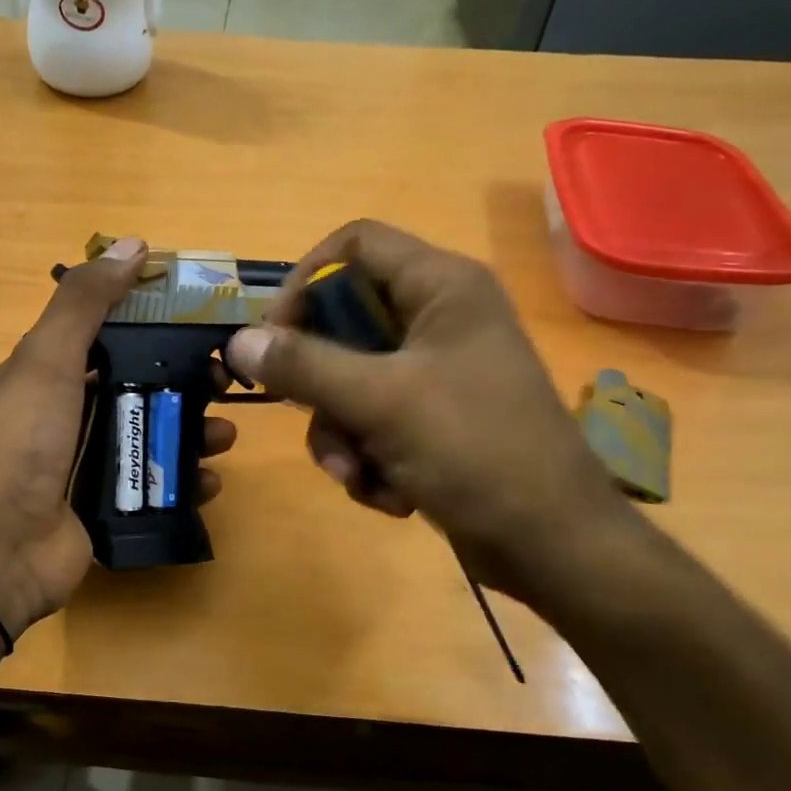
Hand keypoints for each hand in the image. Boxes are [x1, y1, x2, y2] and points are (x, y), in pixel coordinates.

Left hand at [0, 238, 238, 635]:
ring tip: (224, 437)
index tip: (205, 322)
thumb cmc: (23, 442)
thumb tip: (134, 245)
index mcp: (53, 371)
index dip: (158, 323)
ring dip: (195, 431)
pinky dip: (186, 481)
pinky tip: (208, 482)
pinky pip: (157, 484)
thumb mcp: (47, 359)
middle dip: (188, 382)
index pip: (113, 334)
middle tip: (227, 384)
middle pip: (142, 385)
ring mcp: (91, 462)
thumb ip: (86, 302)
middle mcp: (72, 412)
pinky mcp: (109, 505)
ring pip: (155, 434)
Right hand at [225, 220, 627, 600]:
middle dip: (320, 383)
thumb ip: (303, 365)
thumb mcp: (380, 402)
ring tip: (357, 475)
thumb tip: (237, 340)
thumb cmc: (475, 451)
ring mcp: (436, 371)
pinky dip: (367, 456)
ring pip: (349, 380)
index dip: (305, 281)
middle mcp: (438, 318)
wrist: (553, 545)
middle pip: (343, 321)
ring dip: (339, 433)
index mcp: (441, 287)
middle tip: (306, 412)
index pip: (354, 245)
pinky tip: (388, 494)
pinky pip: (371, 418)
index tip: (275, 335)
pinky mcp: (433, 418)